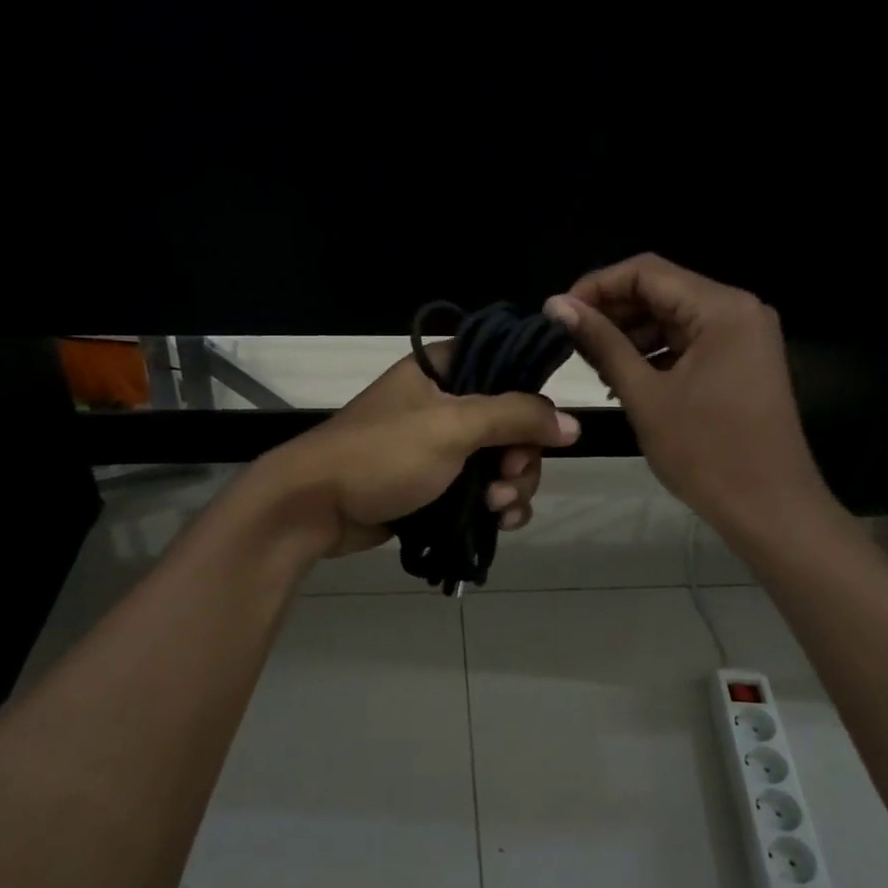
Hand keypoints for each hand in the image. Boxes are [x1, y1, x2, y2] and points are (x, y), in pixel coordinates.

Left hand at [255, 345, 579, 558]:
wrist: (315, 507)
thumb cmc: (382, 454)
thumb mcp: (452, 427)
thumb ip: (516, 417)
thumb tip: (572, 424)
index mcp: (444, 369)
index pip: (507, 365)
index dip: (531, 396)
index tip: (542, 428)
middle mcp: (446, 402)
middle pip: (512, 422)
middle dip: (521, 457)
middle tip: (508, 479)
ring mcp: (441, 446)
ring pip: (502, 460)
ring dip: (512, 486)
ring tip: (497, 508)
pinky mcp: (437, 484)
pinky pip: (484, 489)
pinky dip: (497, 505)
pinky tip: (500, 523)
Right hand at [545, 254, 834, 538]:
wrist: (770, 509)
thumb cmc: (706, 453)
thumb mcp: (645, 395)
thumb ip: (602, 344)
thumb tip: (557, 305)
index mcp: (721, 308)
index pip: (646, 272)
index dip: (597, 286)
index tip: (558, 313)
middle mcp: (739, 309)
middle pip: (662, 291)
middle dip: (613, 312)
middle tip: (570, 342)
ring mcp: (745, 336)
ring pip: (675, 318)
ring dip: (632, 335)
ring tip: (594, 366)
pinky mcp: (742, 362)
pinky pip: (691, 343)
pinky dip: (657, 354)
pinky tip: (625, 379)